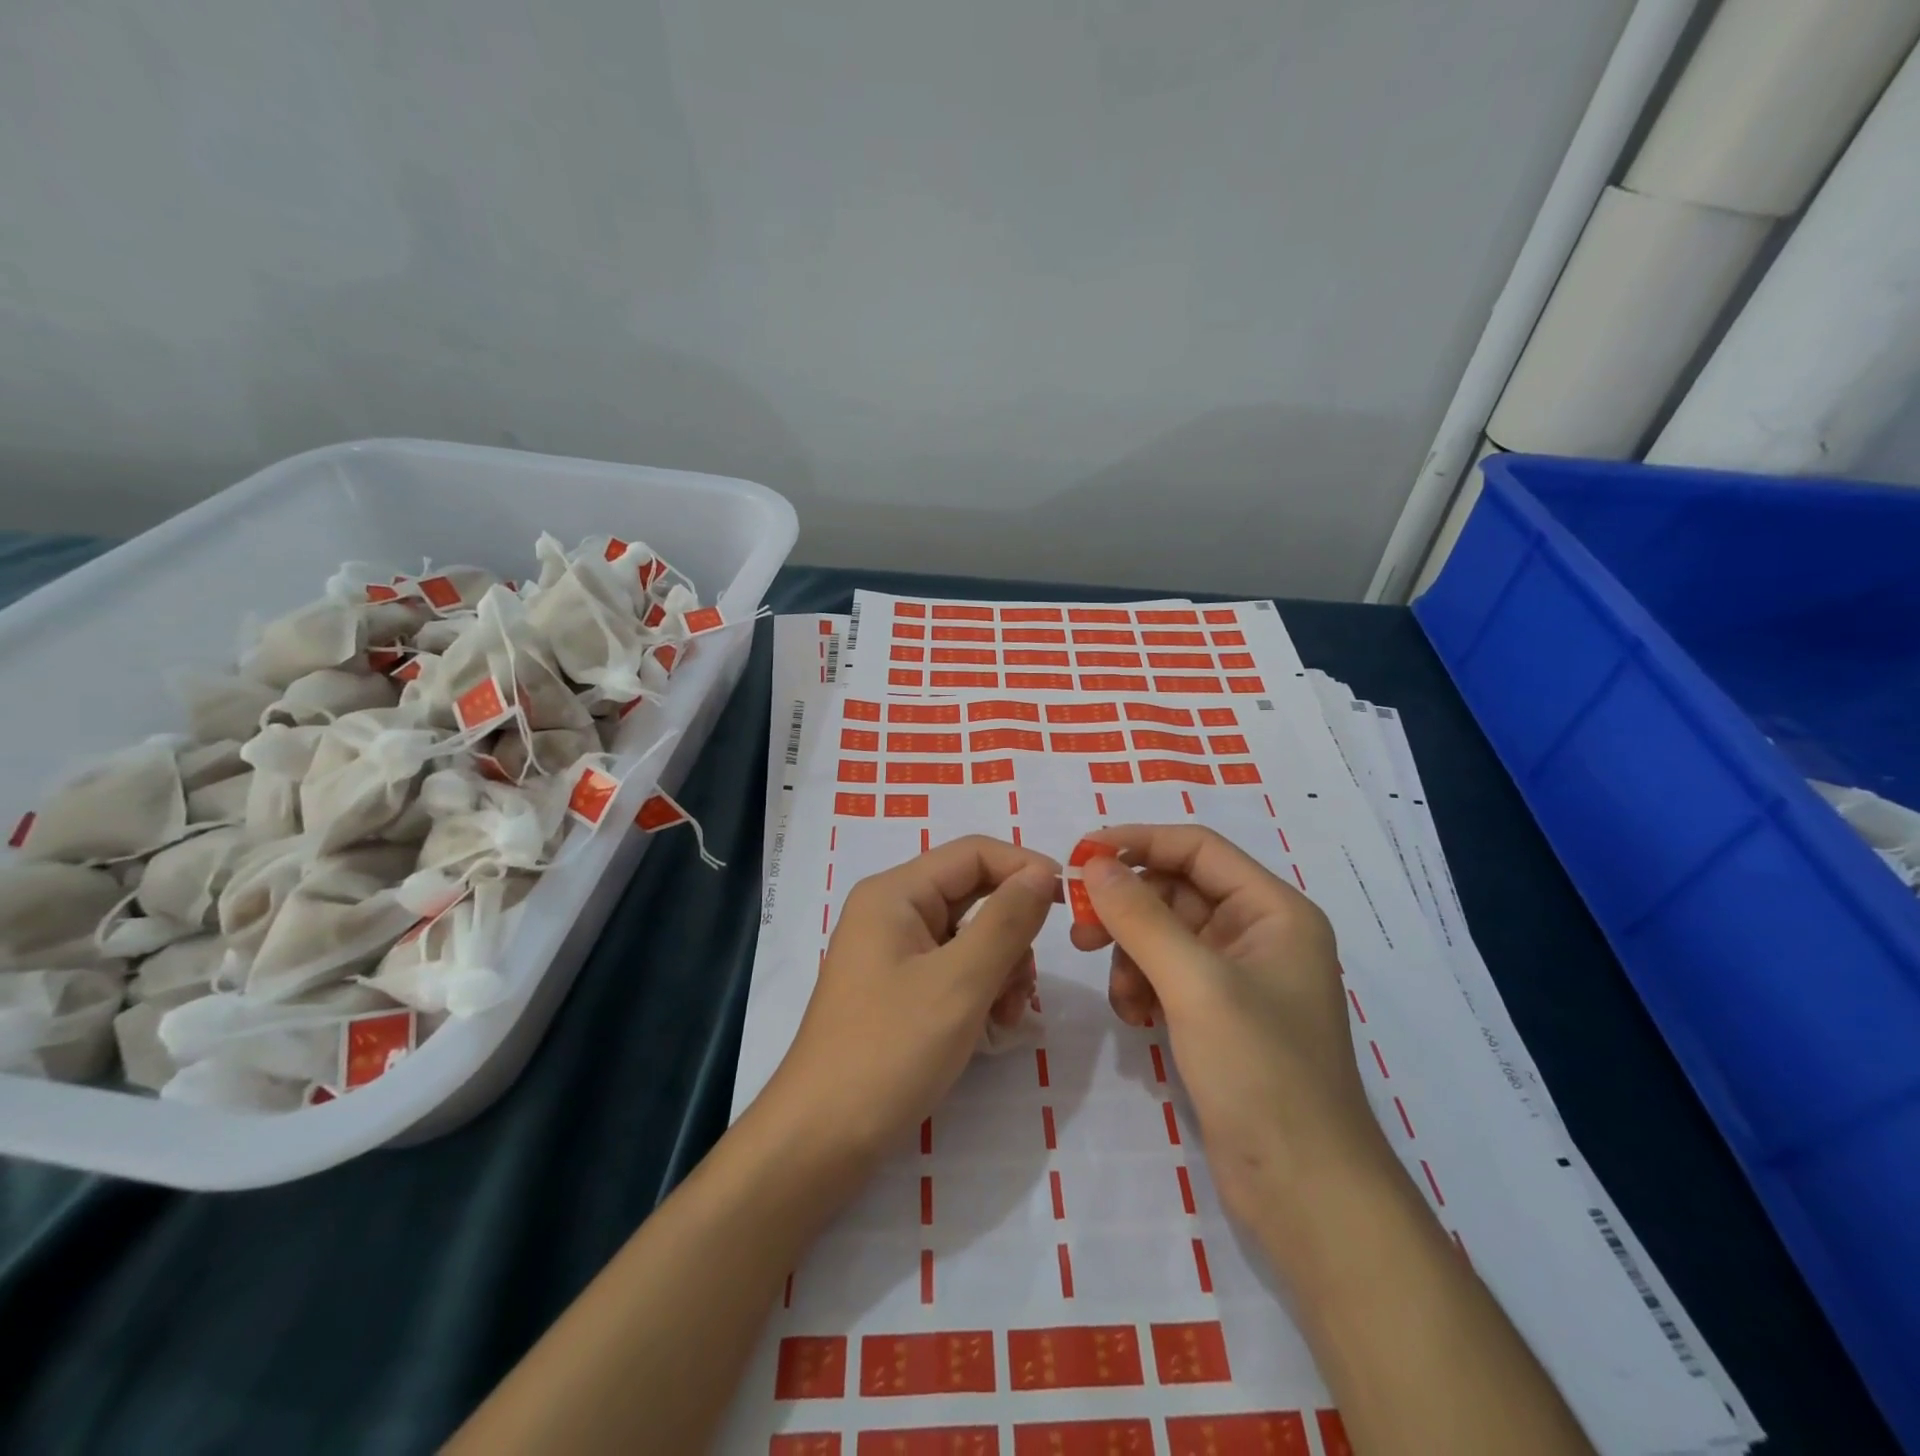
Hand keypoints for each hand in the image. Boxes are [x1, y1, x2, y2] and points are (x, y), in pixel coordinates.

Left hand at [760, 835, 1059, 1164]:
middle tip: (1027, 982)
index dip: (1025, 868)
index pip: (974, 853)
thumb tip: (1043, 871)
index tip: (1071, 902)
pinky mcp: (898, 988)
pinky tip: (993, 1027)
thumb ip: (1007, 921)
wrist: (821, 1140)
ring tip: (1007, 1015)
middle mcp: (892, 911)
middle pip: (973, 893)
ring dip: (1001, 967)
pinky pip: (954, 968)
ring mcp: (893, 952)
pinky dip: (981, 989)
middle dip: (1012, 932)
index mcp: (895, 893)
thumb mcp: (960, 982)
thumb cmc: (890, 1051)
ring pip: (970, 935)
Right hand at [1071, 824, 1391, 1233]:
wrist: (1305, 1193)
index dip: (1137, 842)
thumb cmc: (1261, 1073)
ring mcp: (1238, 976)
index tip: (1079, 855)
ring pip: (1165, 934)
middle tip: (1080, 932)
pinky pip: (1166, 974)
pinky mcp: (1219, 1015)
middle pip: (1176, 890)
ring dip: (1131, 954)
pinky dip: (1142, 986)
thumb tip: (1094, 864)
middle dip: (1127, 908)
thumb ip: (1142, 917)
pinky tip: (1135, 1017)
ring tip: (1120, 995)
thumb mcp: (1196, 984)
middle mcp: (1259, 932)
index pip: (1197, 848)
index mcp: (1274, 910)